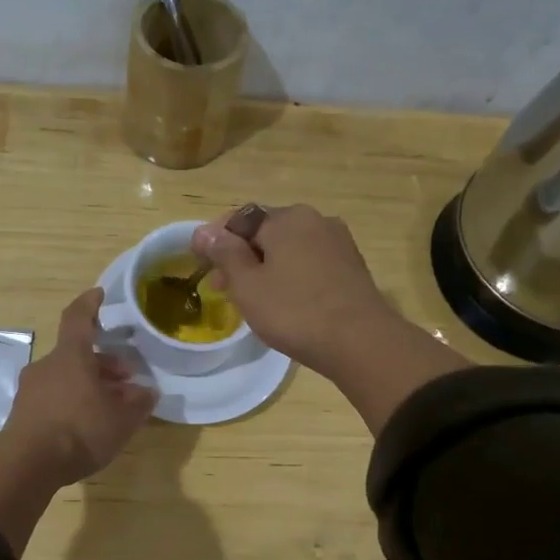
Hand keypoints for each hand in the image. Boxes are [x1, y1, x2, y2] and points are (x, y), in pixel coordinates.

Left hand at [2, 288, 155, 484]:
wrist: (27, 464)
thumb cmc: (79, 429)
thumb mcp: (121, 419)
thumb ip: (138, 402)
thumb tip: (147, 392)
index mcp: (71, 356)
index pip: (78, 318)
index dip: (90, 304)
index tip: (100, 294)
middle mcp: (47, 366)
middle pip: (77, 355)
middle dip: (103, 363)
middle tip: (127, 379)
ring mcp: (31, 390)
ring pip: (66, 378)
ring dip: (90, 385)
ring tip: (112, 407)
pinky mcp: (23, 413)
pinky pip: (54, 398)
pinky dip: (73, 402)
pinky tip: (88, 424)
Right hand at [191, 205, 403, 375]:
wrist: (360, 341)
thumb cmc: (294, 311)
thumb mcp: (247, 284)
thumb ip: (224, 253)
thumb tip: (205, 231)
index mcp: (286, 218)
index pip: (239, 218)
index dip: (215, 239)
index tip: (200, 264)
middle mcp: (315, 220)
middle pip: (266, 232)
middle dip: (240, 256)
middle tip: (222, 288)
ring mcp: (338, 242)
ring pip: (289, 249)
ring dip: (265, 267)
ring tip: (252, 298)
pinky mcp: (352, 266)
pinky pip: (310, 263)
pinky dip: (291, 275)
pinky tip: (285, 301)